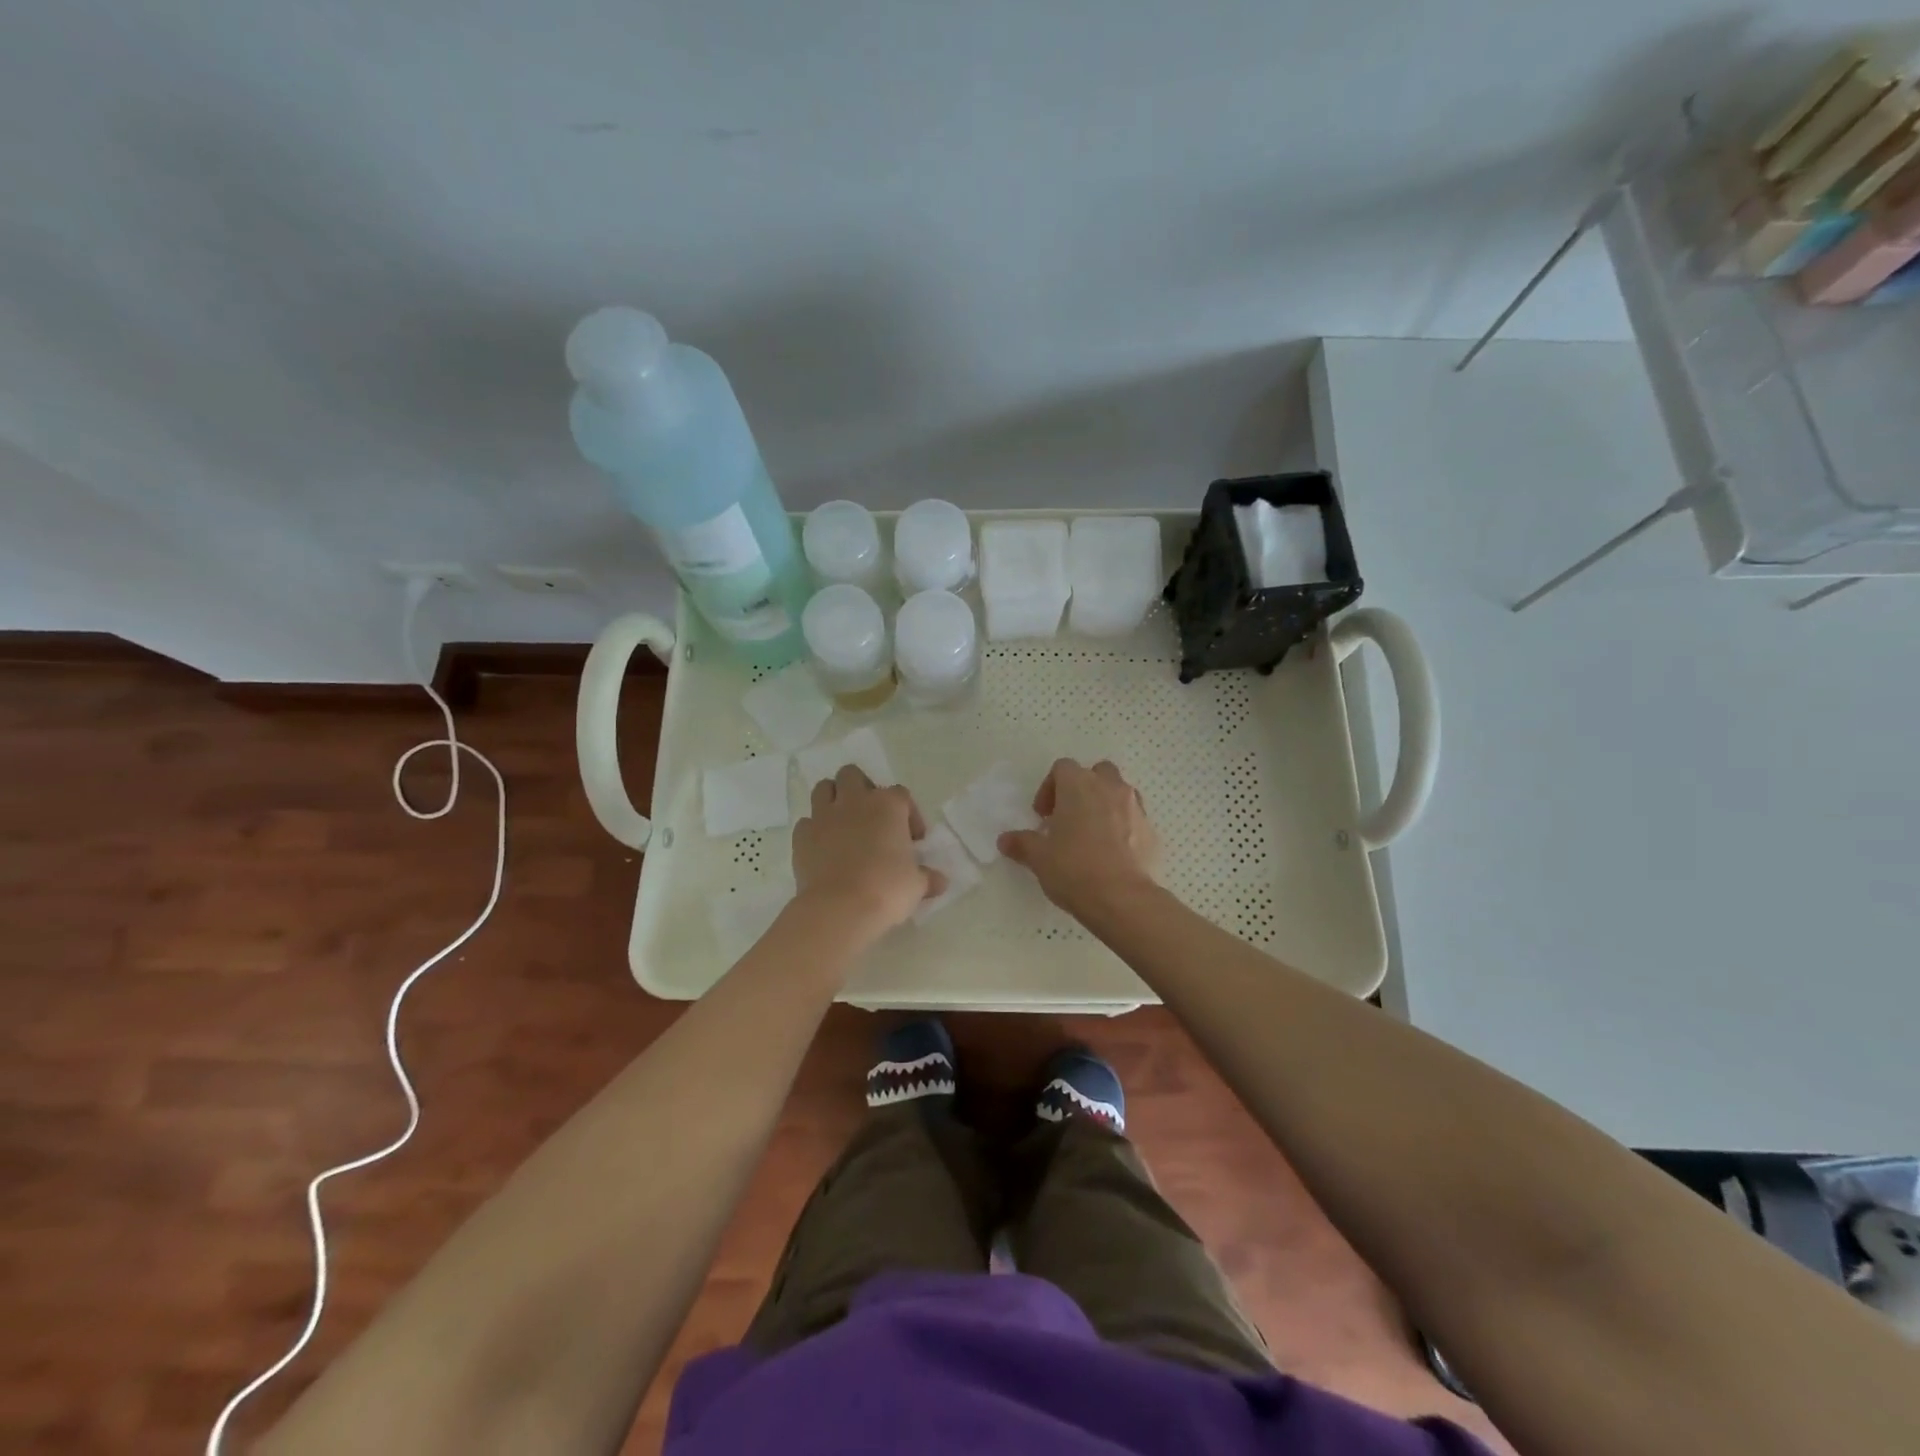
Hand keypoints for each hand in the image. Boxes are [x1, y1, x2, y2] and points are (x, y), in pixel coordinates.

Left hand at [792, 768, 943, 944]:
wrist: (839, 908)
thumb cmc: (886, 889)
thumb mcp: (916, 885)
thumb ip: (927, 878)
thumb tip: (940, 881)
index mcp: (888, 806)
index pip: (901, 795)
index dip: (909, 814)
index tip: (913, 840)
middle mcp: (854, 801)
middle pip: (853, 775)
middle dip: (862, 790)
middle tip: (872, 817)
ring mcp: (824, 816)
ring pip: (824, 788)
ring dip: (833, 799)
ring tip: (843, 824)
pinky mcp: (801, 836)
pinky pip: (807, 823)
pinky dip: (814, 830)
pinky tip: (823, 849)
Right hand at [999, 758, 1159, 918]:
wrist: (1123, 899)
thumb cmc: (1074, 869)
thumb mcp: (1039, 858)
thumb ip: (1022, 843)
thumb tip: (1005, 840)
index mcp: (1079, 785)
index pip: (1062, 768)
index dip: (1049, 788)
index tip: (1043, 816)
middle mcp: (1110, 787)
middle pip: (1095, 773)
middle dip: (1082, 790)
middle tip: (1069, 818)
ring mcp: (1135, 807)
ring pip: (1118, 792)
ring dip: (1104, 805)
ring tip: (1091, 835)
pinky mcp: (1151, 830)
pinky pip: (1134, 817)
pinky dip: (1122, 826)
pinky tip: (1112, 852)